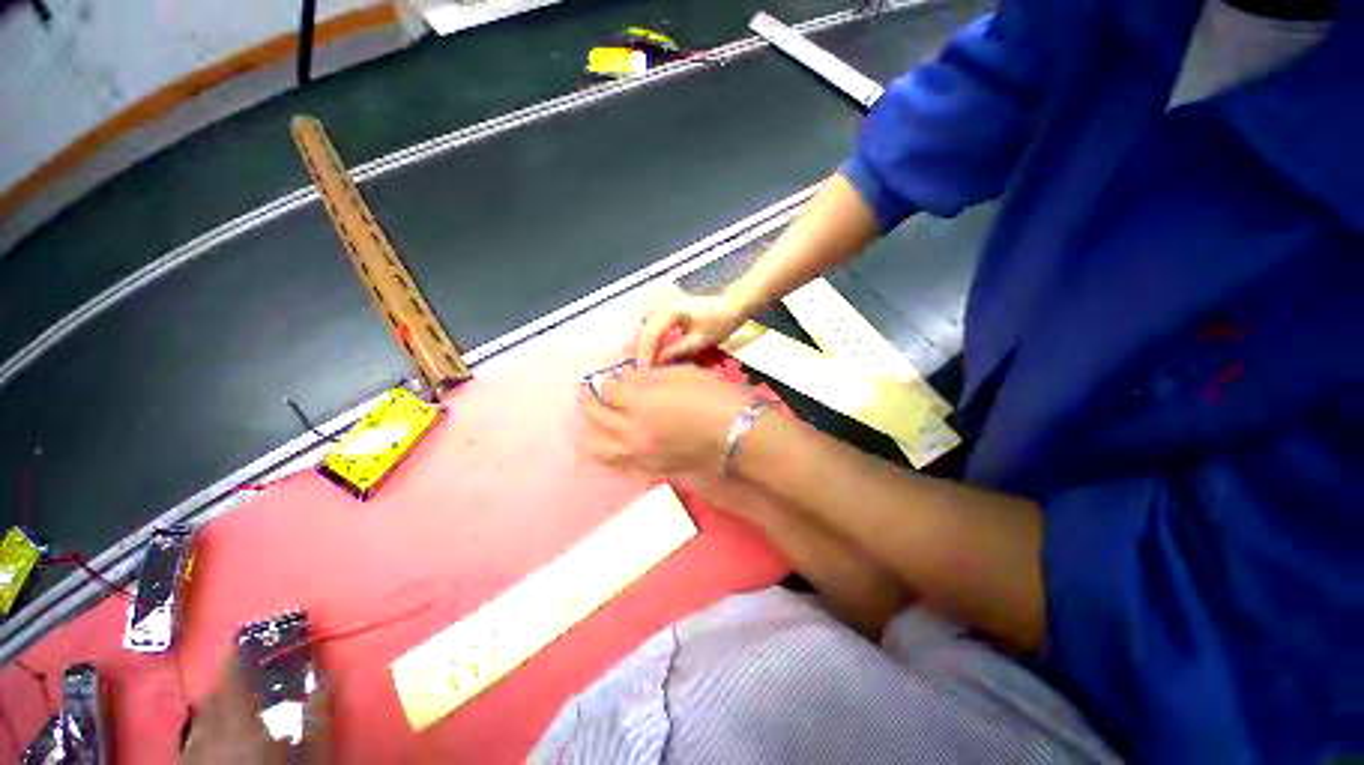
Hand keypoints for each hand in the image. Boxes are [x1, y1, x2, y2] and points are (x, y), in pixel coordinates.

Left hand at [181, 654, 332, 764]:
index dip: (237, 656)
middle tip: (240, 667)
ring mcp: (193, 756)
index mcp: (242, 727)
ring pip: (198, 719)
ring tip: (227, 699)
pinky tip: (206, 735)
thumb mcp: (313, 755)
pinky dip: (199, 729)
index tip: (244, 637)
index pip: (234, 680)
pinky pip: (187, 741)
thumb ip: (319, 716)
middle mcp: (210, 736)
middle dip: (225, 679)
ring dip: (213, 703)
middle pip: (212, 697)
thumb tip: (330, 675)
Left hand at [578, 365, 753, 476]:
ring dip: (588, 431)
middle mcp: (633, 433)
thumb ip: (648, 376)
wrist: (740, 438)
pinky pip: (615, 464)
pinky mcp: (649, 470)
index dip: (605, 381)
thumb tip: (625, 378)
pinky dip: (603, 453)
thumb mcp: (684, 375)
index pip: (609, 390)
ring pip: (597, 448)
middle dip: (588, 402)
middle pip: (595, 418)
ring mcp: (640, 456)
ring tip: (591, 421)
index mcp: (643, 404)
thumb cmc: (716, 399)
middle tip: (588, 392)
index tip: (605, 376)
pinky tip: (605, 444)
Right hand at [635, 293, 747, 367]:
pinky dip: (650, 342)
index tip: (644, 373)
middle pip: (644, 332)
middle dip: (642, 353)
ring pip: (645, 330)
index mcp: (670, 310)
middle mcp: (661, 305)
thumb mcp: (699, 341)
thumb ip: (676, 351)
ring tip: (647, 367)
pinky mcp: (664, 311)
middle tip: (643, 374)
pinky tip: (653, 356)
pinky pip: (651, 328)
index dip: (645, 354)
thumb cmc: (718, 323)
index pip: (650, 334)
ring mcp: (661, 306)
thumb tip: (655, 364)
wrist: (729, 307)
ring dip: (644, 348)